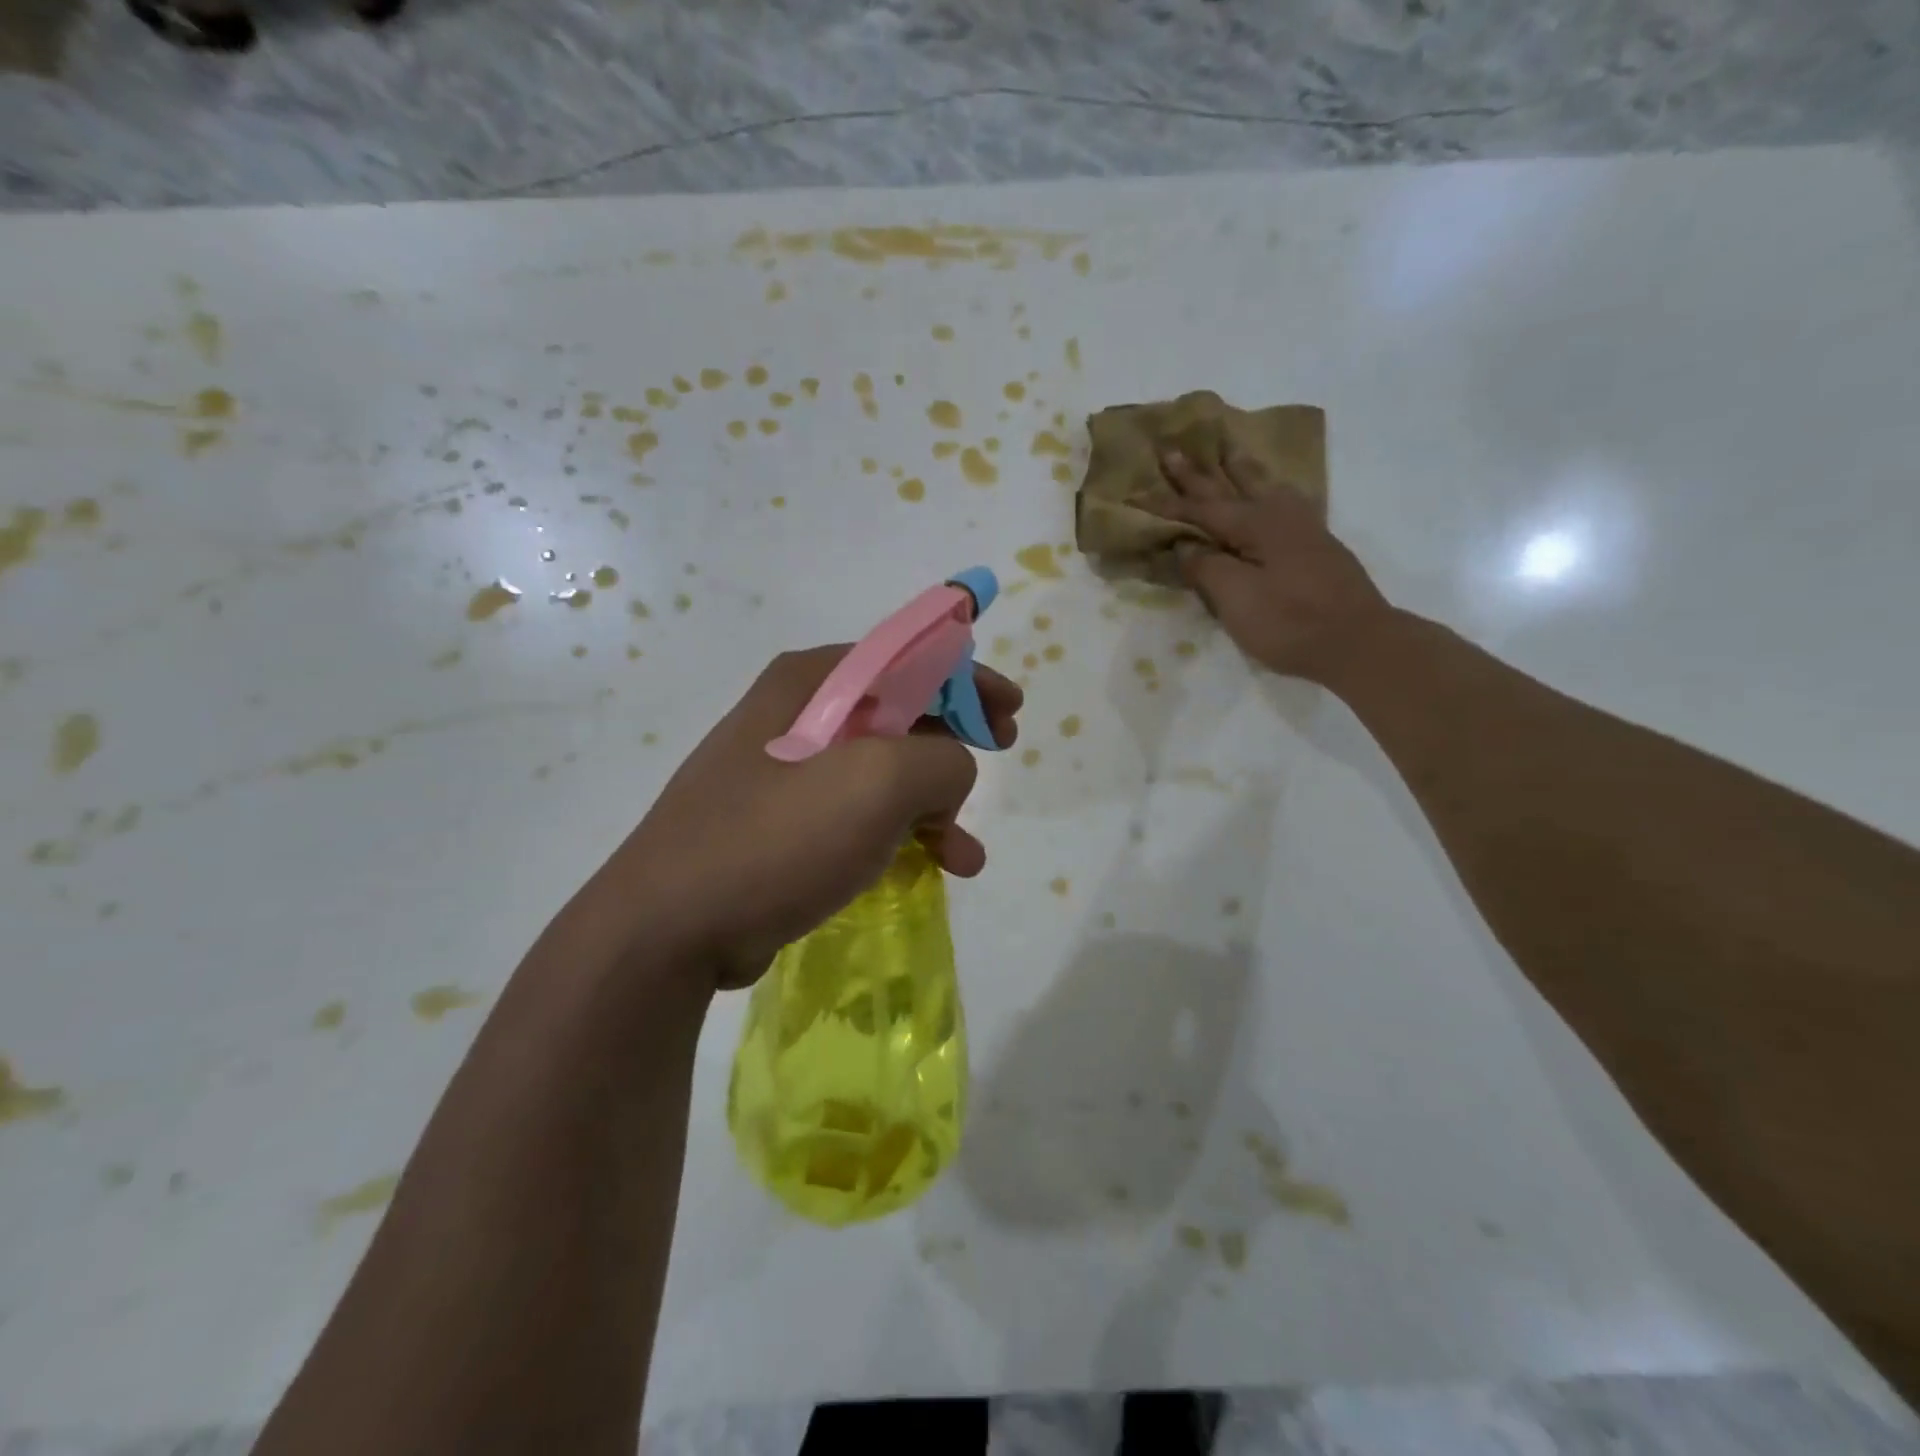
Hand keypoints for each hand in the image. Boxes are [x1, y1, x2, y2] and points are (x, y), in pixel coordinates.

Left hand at [596, 646, 1020, 991]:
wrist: (670, 928)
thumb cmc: (779, 837)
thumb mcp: (881, 782)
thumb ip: (943, 760)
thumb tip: (948, 773)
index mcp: (813, 681)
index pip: (908, 658)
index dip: (967, 680)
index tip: (1010, 712)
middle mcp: (797, 713)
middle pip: (899, 712)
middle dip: (954, 743)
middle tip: (998, 759)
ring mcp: (784, 770)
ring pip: (883, 771)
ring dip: (934, 804)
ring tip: (965, 854)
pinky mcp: (781, 823)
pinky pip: (858, 814)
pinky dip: (899, 835)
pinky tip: (930, 869)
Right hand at [1149, 447, 1392, 685]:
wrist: (1358, 642)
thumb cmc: (1290, 622)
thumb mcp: (1237, 599)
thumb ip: (1207, 567)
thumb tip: (1185, 545)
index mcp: (1255, 525)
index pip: (1201, 510)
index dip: (1167, 504)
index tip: (1137, 492)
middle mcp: (1278, 516)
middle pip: (1230, 489)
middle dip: (1198, 473)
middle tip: (1174, 450)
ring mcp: (1302, 528)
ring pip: (1263, 488)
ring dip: (1240, 471)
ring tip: (1229, 450)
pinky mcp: (1316, 545)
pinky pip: (1282, 502)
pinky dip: (1267, 489)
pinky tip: (1273, 490)